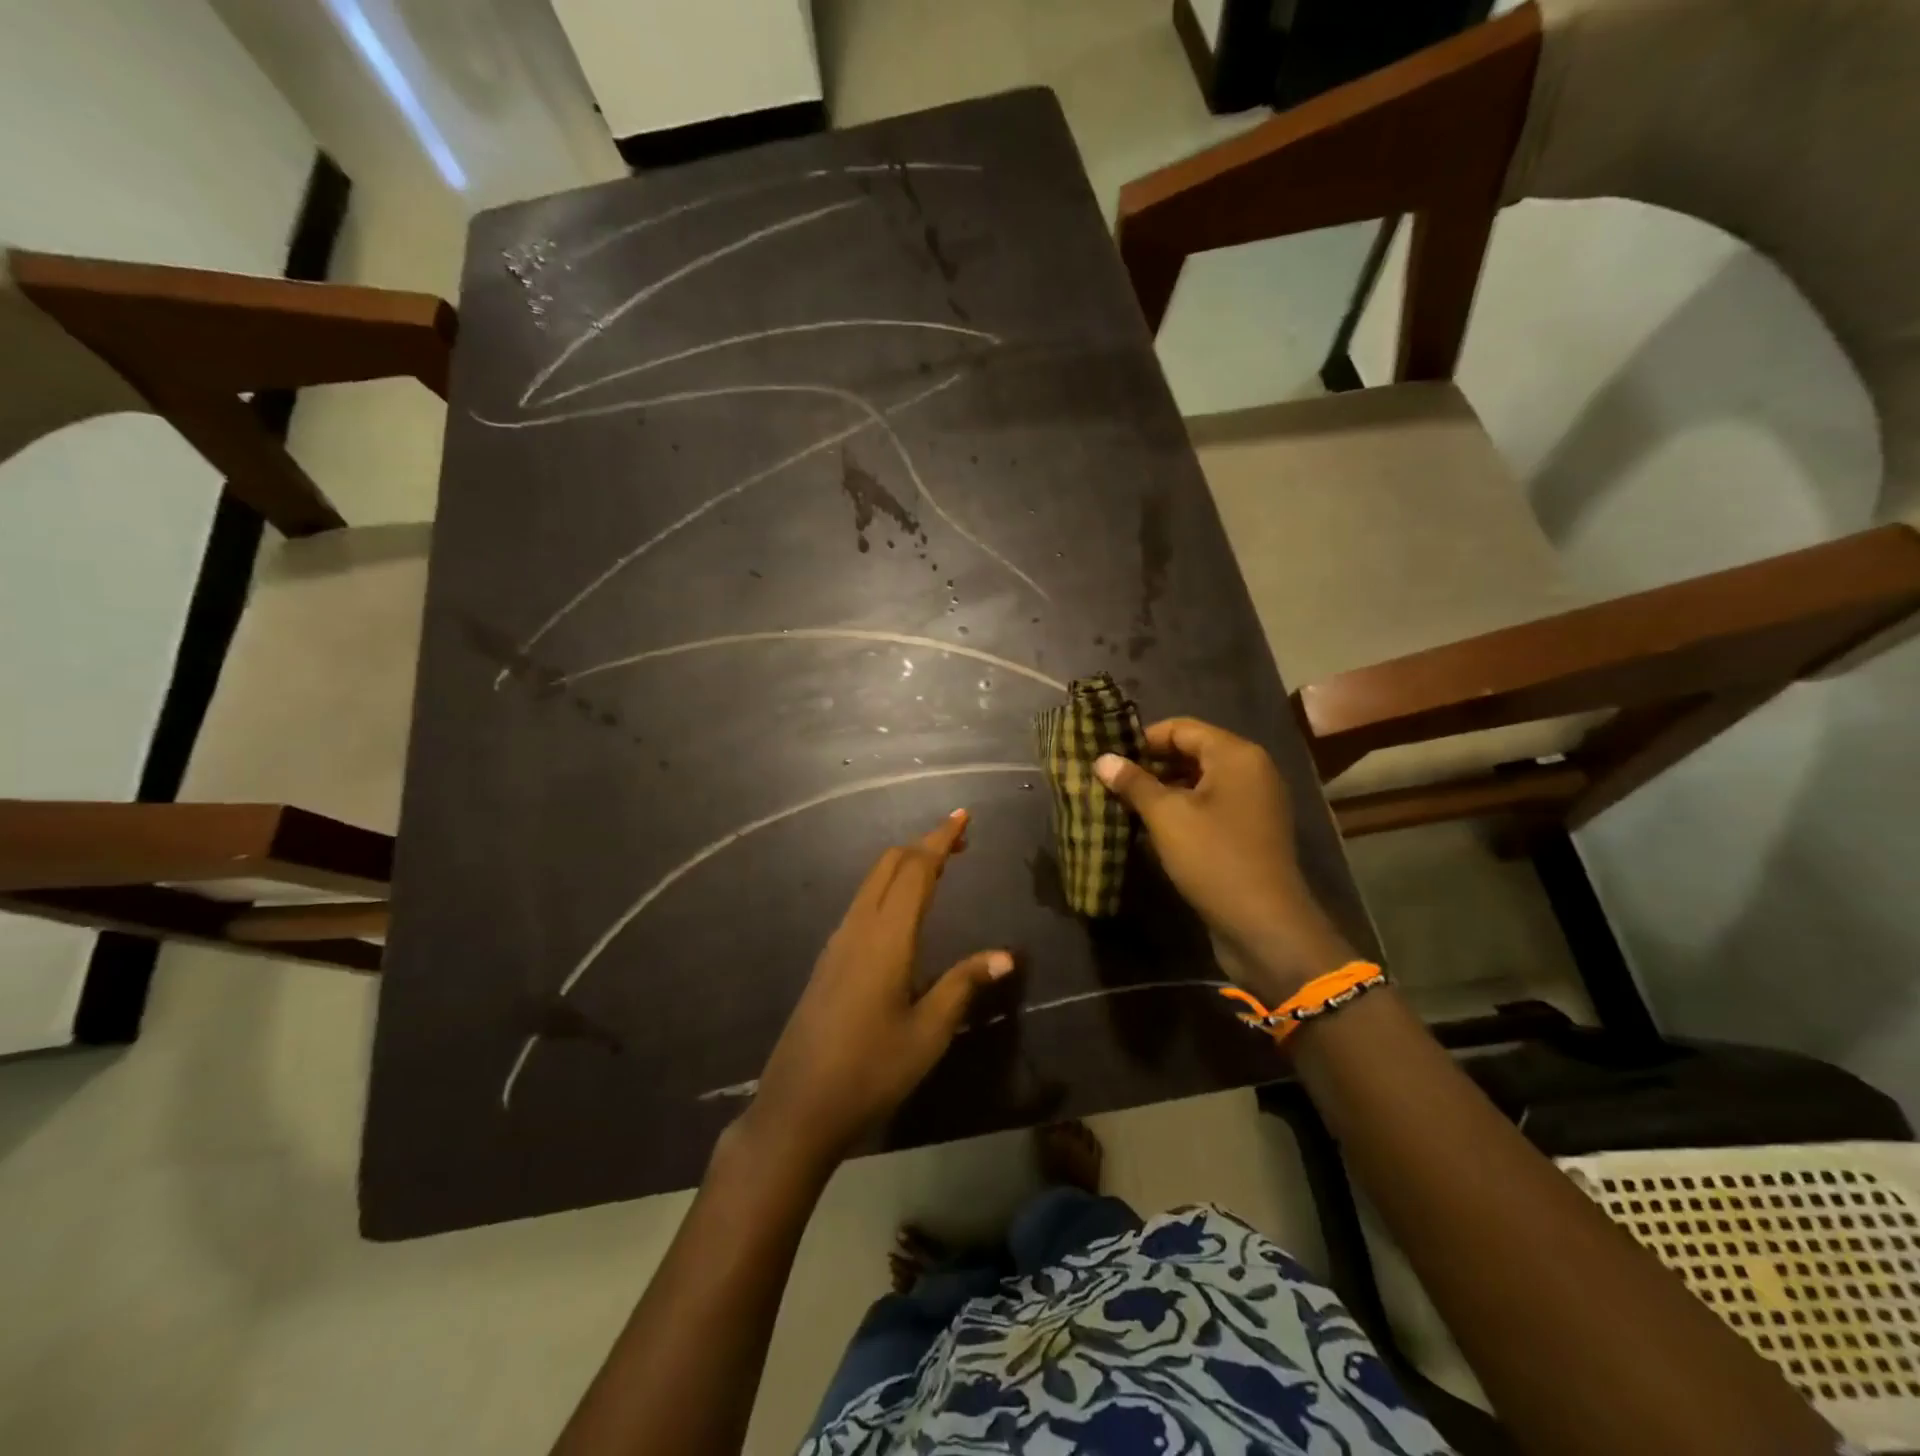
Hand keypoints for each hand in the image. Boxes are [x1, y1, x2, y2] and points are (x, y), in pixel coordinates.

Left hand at [745, 809, 1013, 1169]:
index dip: (941, 839)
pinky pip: (862, 904)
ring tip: (939, 869)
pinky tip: (904, 912)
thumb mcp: (928, 1032)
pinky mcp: (829, 960)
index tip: (964, 816)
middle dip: (923, 845)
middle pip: (889, 865)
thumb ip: (963, 985)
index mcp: (886, 937)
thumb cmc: (870, 1071)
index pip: (916, 870)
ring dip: (905, 865)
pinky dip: (889, 888)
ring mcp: (838, 943)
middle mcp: (858, 928)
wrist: (797, 1108)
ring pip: (872, 883)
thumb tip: (1005, 956)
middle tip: (960, 843)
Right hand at [1095, 718, 1353, 1001]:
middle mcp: (1251, 770)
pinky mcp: (1250, 830)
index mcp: (1236, 755)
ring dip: (1163, 789)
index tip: (1109, 759)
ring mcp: (1254, 802)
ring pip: (1200, 781)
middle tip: (1112, 781)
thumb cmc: (1214, 858)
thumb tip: (1102, 759)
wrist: (1264, 925)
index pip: (1182, 728)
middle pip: (1192, 752)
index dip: (1143, 739)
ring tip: (1125, 804)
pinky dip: (1182, 809)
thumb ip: (1134, 783)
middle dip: (1151, 765)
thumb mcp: (1167, 817)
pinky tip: (1151, 827)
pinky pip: (1211, 806)